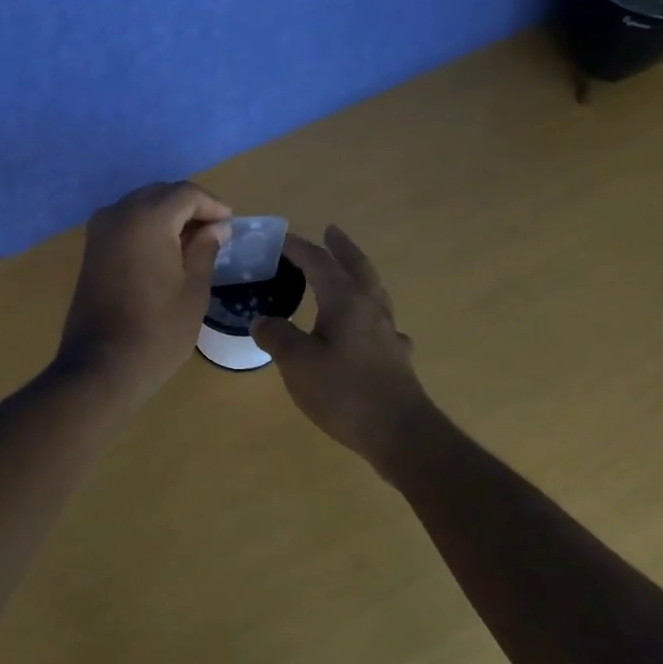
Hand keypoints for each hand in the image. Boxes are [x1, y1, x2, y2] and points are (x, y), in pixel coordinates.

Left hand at [56, 181, 231, 403]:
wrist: (101, 366)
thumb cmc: (157, 331)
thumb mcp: (194, 290)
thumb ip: (205, 250)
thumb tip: (216, 228)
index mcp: (148, 218)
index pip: (185, 193)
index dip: (212, 204)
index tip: (230, 224)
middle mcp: (119, 213)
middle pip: (160, 194)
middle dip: (189, 207)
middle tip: (215, 232)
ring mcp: (100, 230)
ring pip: (140, 206)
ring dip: (167, 216)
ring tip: (193, 243)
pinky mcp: (91, 249)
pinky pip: (125, 223)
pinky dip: (147, 228)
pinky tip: (165, 251)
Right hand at [251, 226, 442, 471]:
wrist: (401, 432)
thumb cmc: (344, 391)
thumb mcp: (297, 363)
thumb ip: (276, 336)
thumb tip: (262, 321)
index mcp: (345, 300)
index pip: (319, 262)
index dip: (299, 247)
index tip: (280, 238)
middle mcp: (370, 308)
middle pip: (357, 266)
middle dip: (341, 248)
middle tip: (331, 231)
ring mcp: (388, 332)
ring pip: (375, 291)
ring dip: (360, 274)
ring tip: (348, 272)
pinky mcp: (397, 357)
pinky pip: (383, 324)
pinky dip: (372, 315)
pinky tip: (371, 330)